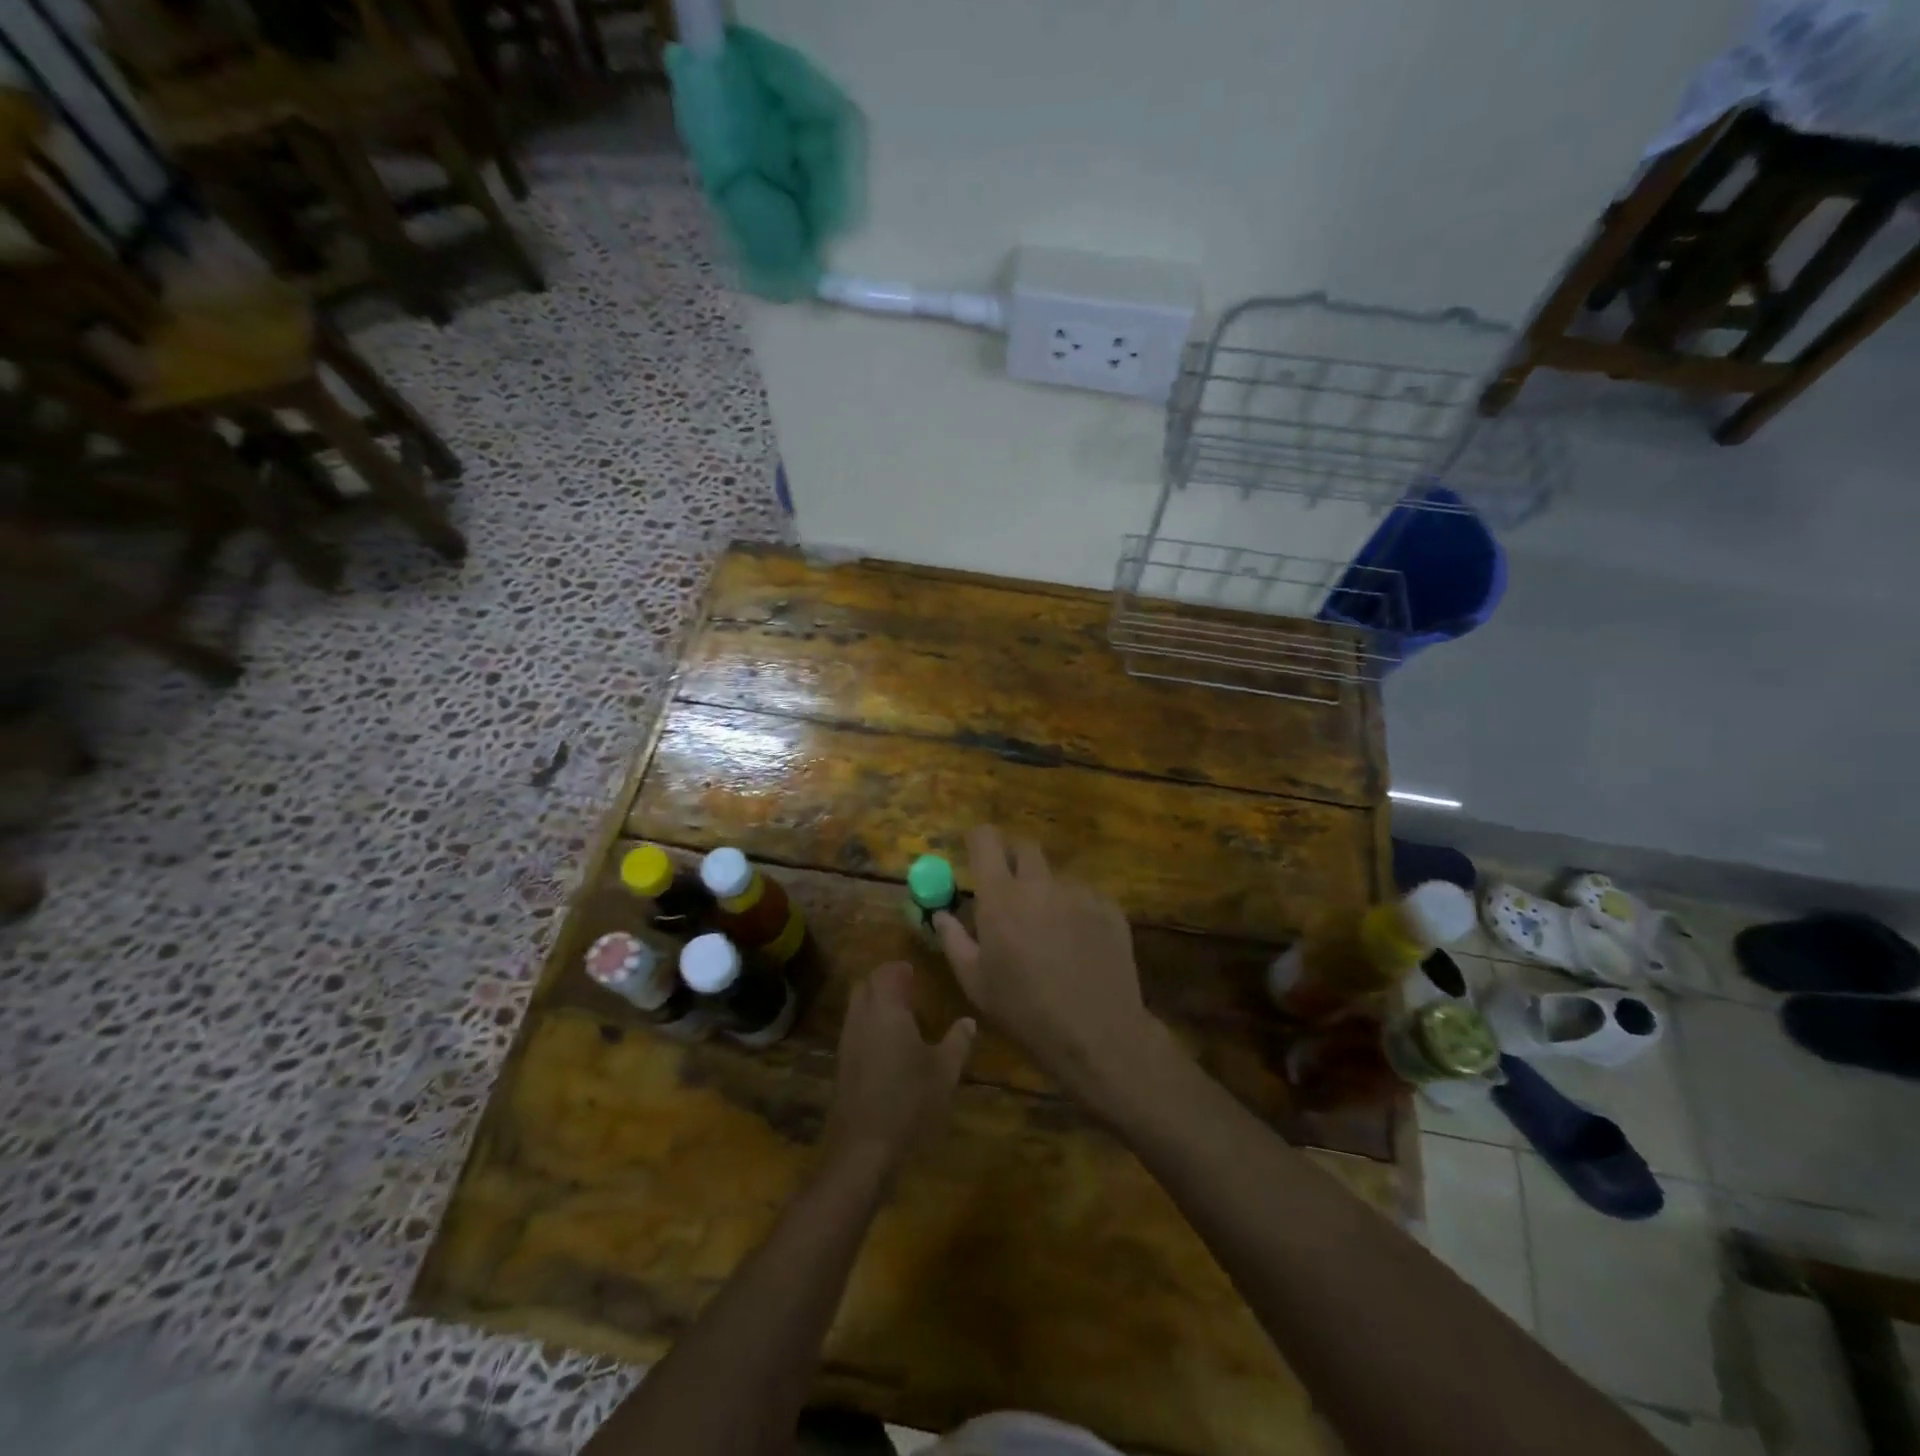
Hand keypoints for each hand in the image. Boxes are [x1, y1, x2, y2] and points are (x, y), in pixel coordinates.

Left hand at [823, 961, 974, 1177]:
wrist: (863, 1150)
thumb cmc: (909, 1102)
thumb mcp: (944, 1072)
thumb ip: (958, 1041)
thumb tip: (969, 1021)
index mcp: (886, 1009)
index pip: (887, 971)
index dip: (901, 969)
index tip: (918, 975)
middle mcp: (861, 1017)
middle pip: (867, 984)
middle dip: (886, 982)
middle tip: (912, 993)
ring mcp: (847, 1041)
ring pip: (858, 1007)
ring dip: (876, 1004)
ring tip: (905, 1019)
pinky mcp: (842, 1064)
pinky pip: (855, 1030)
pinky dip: (870, 1026)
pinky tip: (891, 1049)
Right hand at [935, 825, 1160, 1110]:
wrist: (1096, 1032)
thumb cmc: (1024, 1010)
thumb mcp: (975, 982)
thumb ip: (953, 940)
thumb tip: (941, 914)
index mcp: (1001, 896)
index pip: (986, 840)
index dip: (979, 840)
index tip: (976, 851)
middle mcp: (1040, 884)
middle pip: (1025, 848)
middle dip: (1014, 860)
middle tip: (1010, 891)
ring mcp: (1079, 892)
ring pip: (1056, 876)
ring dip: (1046, 891)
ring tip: (1050, 932)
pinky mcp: (1109, 907)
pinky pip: (1085, 896)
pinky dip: (1076, 911)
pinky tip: (1079, 945)